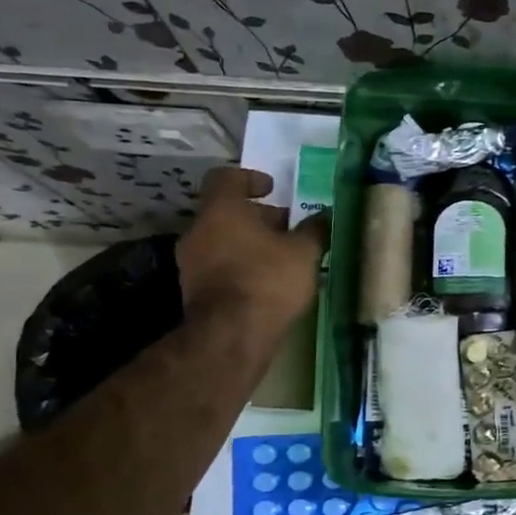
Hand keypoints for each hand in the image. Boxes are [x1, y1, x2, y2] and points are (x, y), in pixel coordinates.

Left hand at [177, 166, 327, 337]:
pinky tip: (265, 282)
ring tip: (280, 257)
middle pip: (225, 212)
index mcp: (222, 210)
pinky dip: (239, 266)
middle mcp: (199, 230)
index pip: (226, 178)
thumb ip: (314, 230)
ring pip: (221, 241)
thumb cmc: (267, 280)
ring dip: (247, 244)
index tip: (271, 188)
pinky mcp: (193, 291)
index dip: (250, 179)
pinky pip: (218, 267)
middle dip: (256, 217)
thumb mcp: (304, 253)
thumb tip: (325, 215)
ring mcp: (191, 262)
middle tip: (286, 228)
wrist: (231, 336)